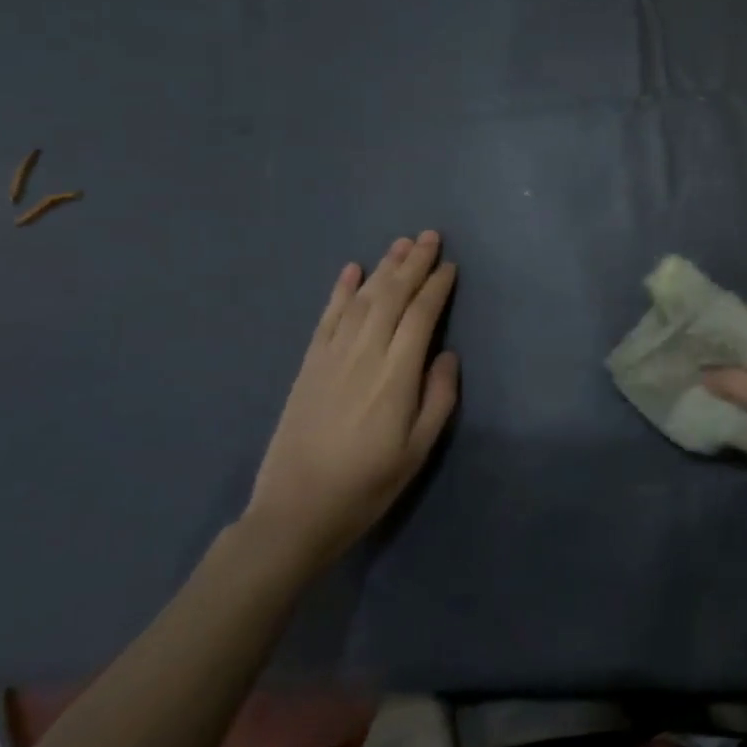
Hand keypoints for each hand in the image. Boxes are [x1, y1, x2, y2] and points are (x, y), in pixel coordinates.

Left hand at [243, 231, 458, 566]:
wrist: (295, 510)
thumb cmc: (367, 485)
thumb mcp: (418, 451)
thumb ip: (438, 398)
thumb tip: (446, 354)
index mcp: (395, 375)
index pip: (420, 316)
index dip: (436, 287)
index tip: (450, 266)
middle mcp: (364, 354)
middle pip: (391, 296)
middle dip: (413, 264)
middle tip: (430, 236)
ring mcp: (331, 356)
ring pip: (361, 299)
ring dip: (383, 268)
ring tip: (401, 244)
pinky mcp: (309, 364)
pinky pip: (327, 317)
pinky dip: (341, 290)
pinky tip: (351, 270)